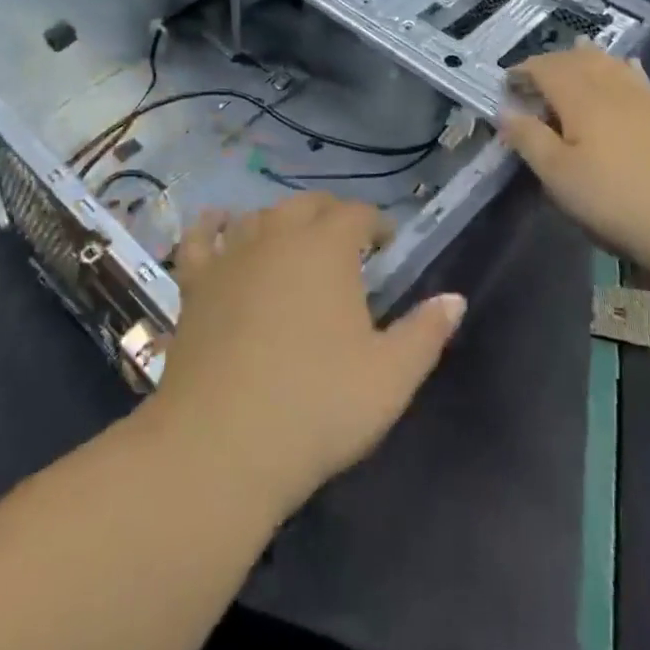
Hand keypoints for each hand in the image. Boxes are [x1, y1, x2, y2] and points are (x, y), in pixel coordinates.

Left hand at [148, 193, 465, 520]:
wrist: (222, 444)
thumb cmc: (317, 406)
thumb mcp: (390, 377)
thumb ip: (426, 332)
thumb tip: (455, 299)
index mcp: (328, 248)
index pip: (357, 214)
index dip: (376, 225)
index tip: (387, 247)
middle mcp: (278, 236)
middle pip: (307, 205)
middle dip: (331, 216)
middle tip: (346, 246)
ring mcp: (231, 256)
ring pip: (259, 216)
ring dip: (281, 221)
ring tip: (294, 243)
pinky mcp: (195, 283)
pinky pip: (200, 238)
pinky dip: (212, 225)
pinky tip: (219, 224)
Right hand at [500, 42, 649, 267]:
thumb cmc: (613, 198)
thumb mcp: (557, 174)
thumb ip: (528, 138)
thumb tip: (504, 110)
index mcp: (580, 97)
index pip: (546, 68)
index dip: (523, 71)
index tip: (506, 83)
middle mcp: (610, 87)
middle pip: (577, 60)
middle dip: (551, 62)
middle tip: (532, 77)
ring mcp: (642, 98)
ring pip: (609, 63)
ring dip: (586, 57)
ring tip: (573, 55)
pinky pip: (638, 77)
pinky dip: (623, 67)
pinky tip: (625, 66)